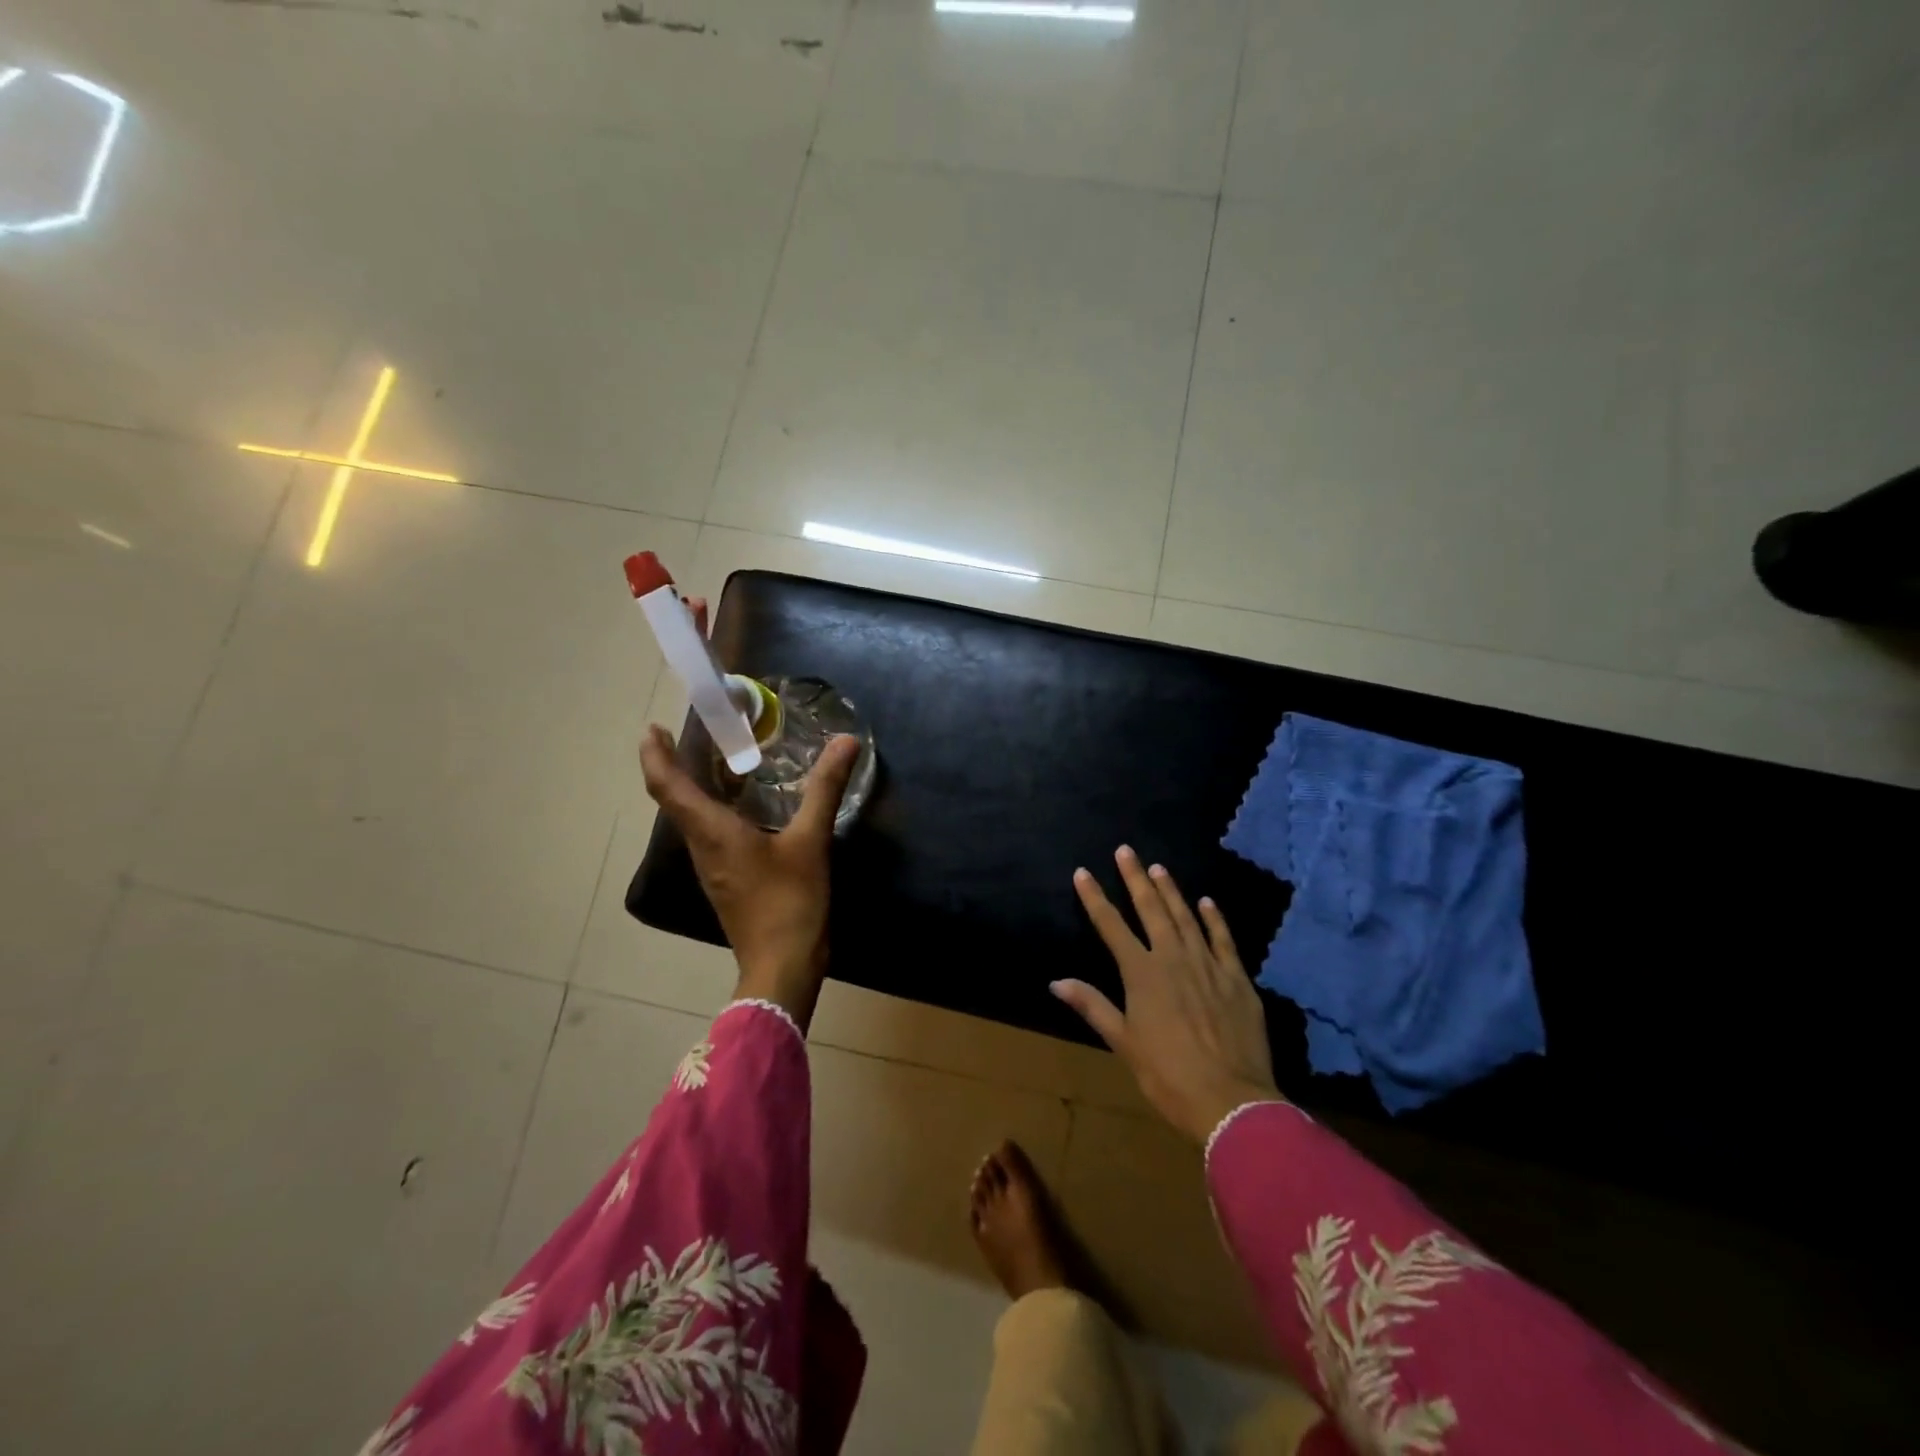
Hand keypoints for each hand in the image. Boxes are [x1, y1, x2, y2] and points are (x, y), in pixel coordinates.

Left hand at [637, 593, 859, 1028]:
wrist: (782, 967)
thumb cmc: (790, 902)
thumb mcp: (811, 841)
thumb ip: (824, 789)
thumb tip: (844, 742)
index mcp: (712, 832)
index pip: (667, 787)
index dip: (654, 755)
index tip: (650, 727)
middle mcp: (702, 847)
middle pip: (675, 799)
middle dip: (675, 764)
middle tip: (693, 732)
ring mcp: (713, 868)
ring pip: (693, 818)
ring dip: (695, 787)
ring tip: (719, 760)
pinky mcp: (728, 882)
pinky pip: (712, 835)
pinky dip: (717, 809)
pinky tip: (747, 806)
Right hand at [1055, 847, 1281, 1142]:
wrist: (1232, 1102)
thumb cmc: (1168, 1075)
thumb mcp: (1124, 1043)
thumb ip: (1093, 1006)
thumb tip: (1056, 981)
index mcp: (1142, 974)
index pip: (1111, 926)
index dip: (1095, 898)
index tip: (1083, 872)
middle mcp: (1174, 959)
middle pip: (1151, 910)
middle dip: (1135, 879)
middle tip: (1125, 850)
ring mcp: (1209, 965)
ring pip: (1186, 917)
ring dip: (1171, 891)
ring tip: (1158, 867)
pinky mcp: (1237, 979)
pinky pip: (1224, 940)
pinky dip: (1214, 919)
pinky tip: (1207, 902)